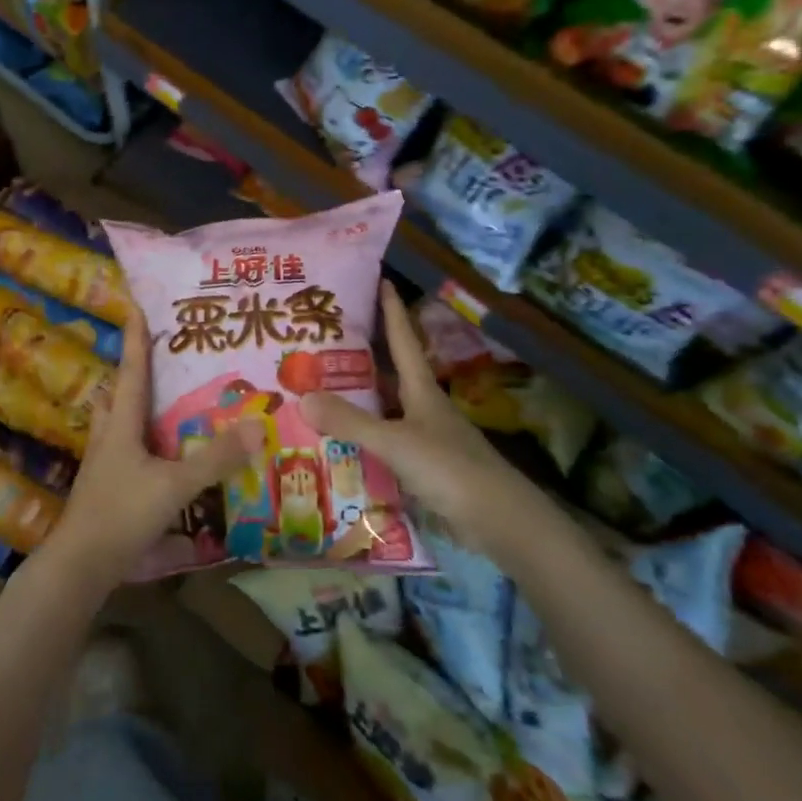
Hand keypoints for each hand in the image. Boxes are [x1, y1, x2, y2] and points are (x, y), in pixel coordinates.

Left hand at [44, 308, 260, 591]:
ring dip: (134, 408)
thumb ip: (215, 459)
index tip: (135, 306)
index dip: (135, 340)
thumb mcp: (175, 485)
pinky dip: (141, 444)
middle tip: (156, 357)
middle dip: (132, 373)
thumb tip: (255, 425)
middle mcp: (109, 439)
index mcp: (121, 426)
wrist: (80, 565)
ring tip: (161, 402)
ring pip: (116, 425)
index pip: (131, 372)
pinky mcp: (106, 490)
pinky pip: (124, 453)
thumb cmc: (122, 514)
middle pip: (117, 396)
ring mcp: (104, 466)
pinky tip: (160, 457)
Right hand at [302, 282, 551, 565]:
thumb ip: (350, 422)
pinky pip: (384, 443)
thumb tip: (302, 396)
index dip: (392, 310)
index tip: (380, 280)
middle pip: (390, 374)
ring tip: (317, 389)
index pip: (403, 340)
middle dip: (361, 356)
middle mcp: (423, 408)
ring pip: (385, 409)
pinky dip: (362, 437)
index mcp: (422, 390)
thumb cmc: (449, 469)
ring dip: (358, 400)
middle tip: (323, 342)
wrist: (498, 520)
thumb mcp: (396, 442)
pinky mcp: (423, 468)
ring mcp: (425, 439)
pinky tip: (338, 443)